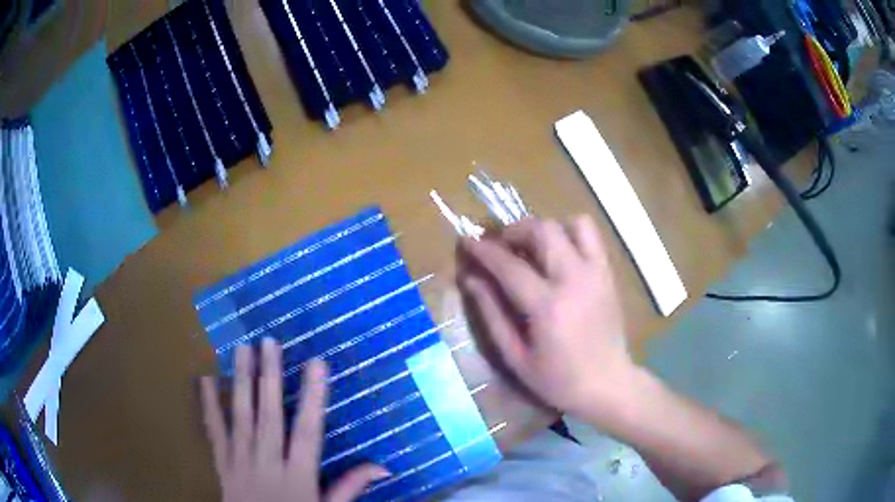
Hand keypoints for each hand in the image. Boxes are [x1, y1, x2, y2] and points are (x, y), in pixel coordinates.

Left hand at [200, 339, 388, 501]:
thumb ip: (350, 487)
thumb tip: (382, 466)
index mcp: (298, 475)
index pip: (308, 431)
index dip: (313, 397)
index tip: (317, 364)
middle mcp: (268, 463)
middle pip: (269, 416)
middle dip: (270, 377)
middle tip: (269, 342)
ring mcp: (240, 461)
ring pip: (241, 417)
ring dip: (241, 381)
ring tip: (241, 349)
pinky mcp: (222, 464)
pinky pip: (215, 432)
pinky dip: (208, 405)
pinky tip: (204, 379)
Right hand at [456, 216, 633, 423]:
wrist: (608, 384)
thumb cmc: (557, 380)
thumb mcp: (515, 357)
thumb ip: (492, 314)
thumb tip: (470, 279)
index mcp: (548, 307)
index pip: (509, 265)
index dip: (483, 250)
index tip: (466, 241)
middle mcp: (575, 280)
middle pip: (543, 231)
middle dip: (514, 230)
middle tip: (500, 245)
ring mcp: (596, 273)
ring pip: (572, 224)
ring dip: (546, 229)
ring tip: (533, 247)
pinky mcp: (608, 274)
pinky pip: (591, 236)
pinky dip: (571, 233)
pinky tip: (559, 254)